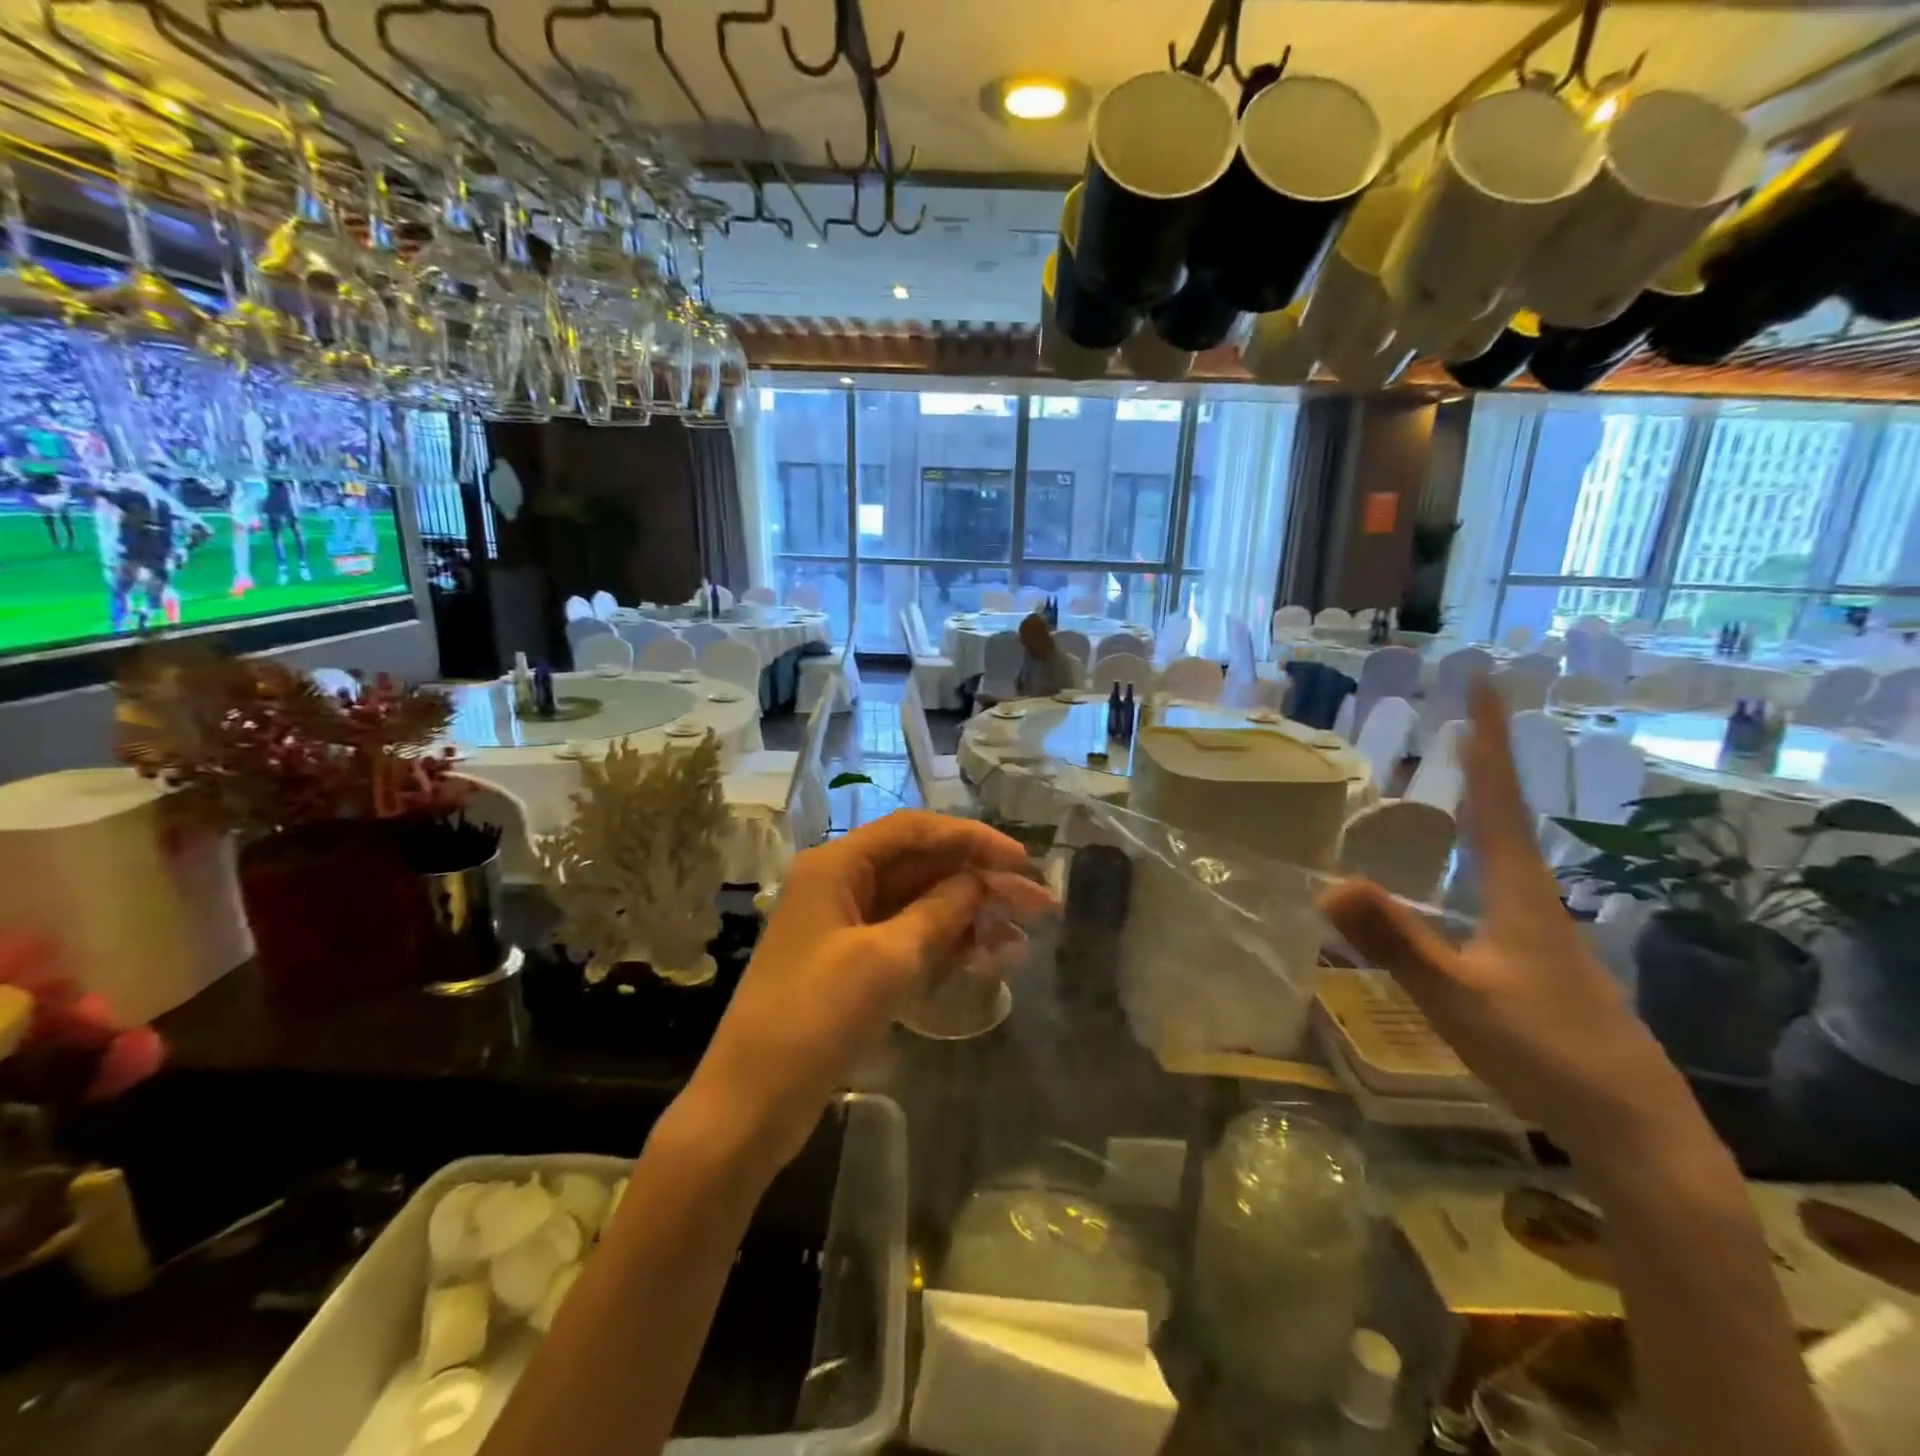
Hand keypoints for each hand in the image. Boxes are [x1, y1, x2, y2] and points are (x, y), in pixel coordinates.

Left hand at [682, 811, 1056, 1173]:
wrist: (752, 1103)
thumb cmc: (815, 1018)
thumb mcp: (887, 959)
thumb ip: (940, 911)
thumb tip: (979, 882)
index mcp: (837, 865)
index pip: (915, 831)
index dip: (972, 839)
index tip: (1021, 861)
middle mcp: (840, 884)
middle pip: (921, 866)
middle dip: (980, 882)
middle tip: (1038, 904)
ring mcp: (844, 926)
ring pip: (918, 904)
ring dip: (968, 916)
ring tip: (1021, 938)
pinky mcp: (850, 964)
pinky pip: (907, 938)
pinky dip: (945, 944)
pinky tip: (986, 959)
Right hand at [1319, 683, 1694, 1160]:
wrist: (1635, 1129)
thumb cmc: (1545, 1054)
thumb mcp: (1457, 999)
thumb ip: (1395, 943)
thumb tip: (1328, 884)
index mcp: (1518, 891)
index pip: (1497, 799)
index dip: (1486, 740)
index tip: (1479, 684)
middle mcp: (1534, 897)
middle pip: (1505, 813)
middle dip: (1484, 761)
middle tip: (1461, 717)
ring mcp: (1541, 928)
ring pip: (1506, 848)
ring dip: (1483, 801)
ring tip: (1460, 772)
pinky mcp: (1540, 956)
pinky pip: (1500, 879)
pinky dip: (1479, 847)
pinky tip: (1466, 865)